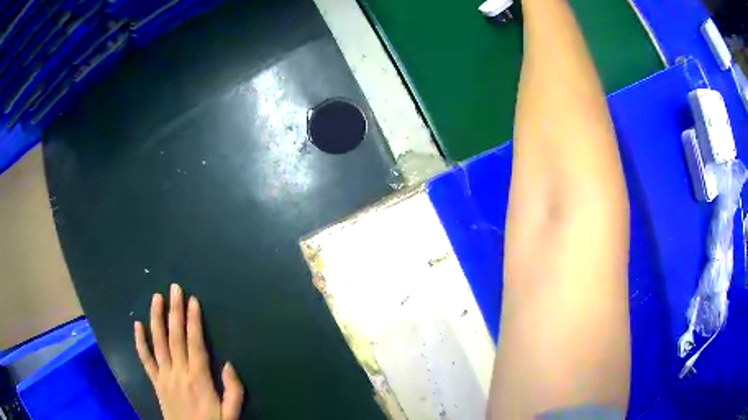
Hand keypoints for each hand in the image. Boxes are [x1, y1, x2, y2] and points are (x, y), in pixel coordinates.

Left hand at [134, 283, 243, 419]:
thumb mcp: (231, 414)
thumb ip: (234, 390)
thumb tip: (229, 364)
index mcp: (199, 379)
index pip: (195, 344)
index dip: (193, 321)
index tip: (192, 301)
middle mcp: (178, 373)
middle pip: (175, 338)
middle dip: (175, 311)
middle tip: (174, 289)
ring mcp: (164, 377)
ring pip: (158, 343)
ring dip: (156, 319)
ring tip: (156, 298)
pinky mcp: (156, 383)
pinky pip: (145, 360)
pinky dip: (140, 342)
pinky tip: (137, 325)